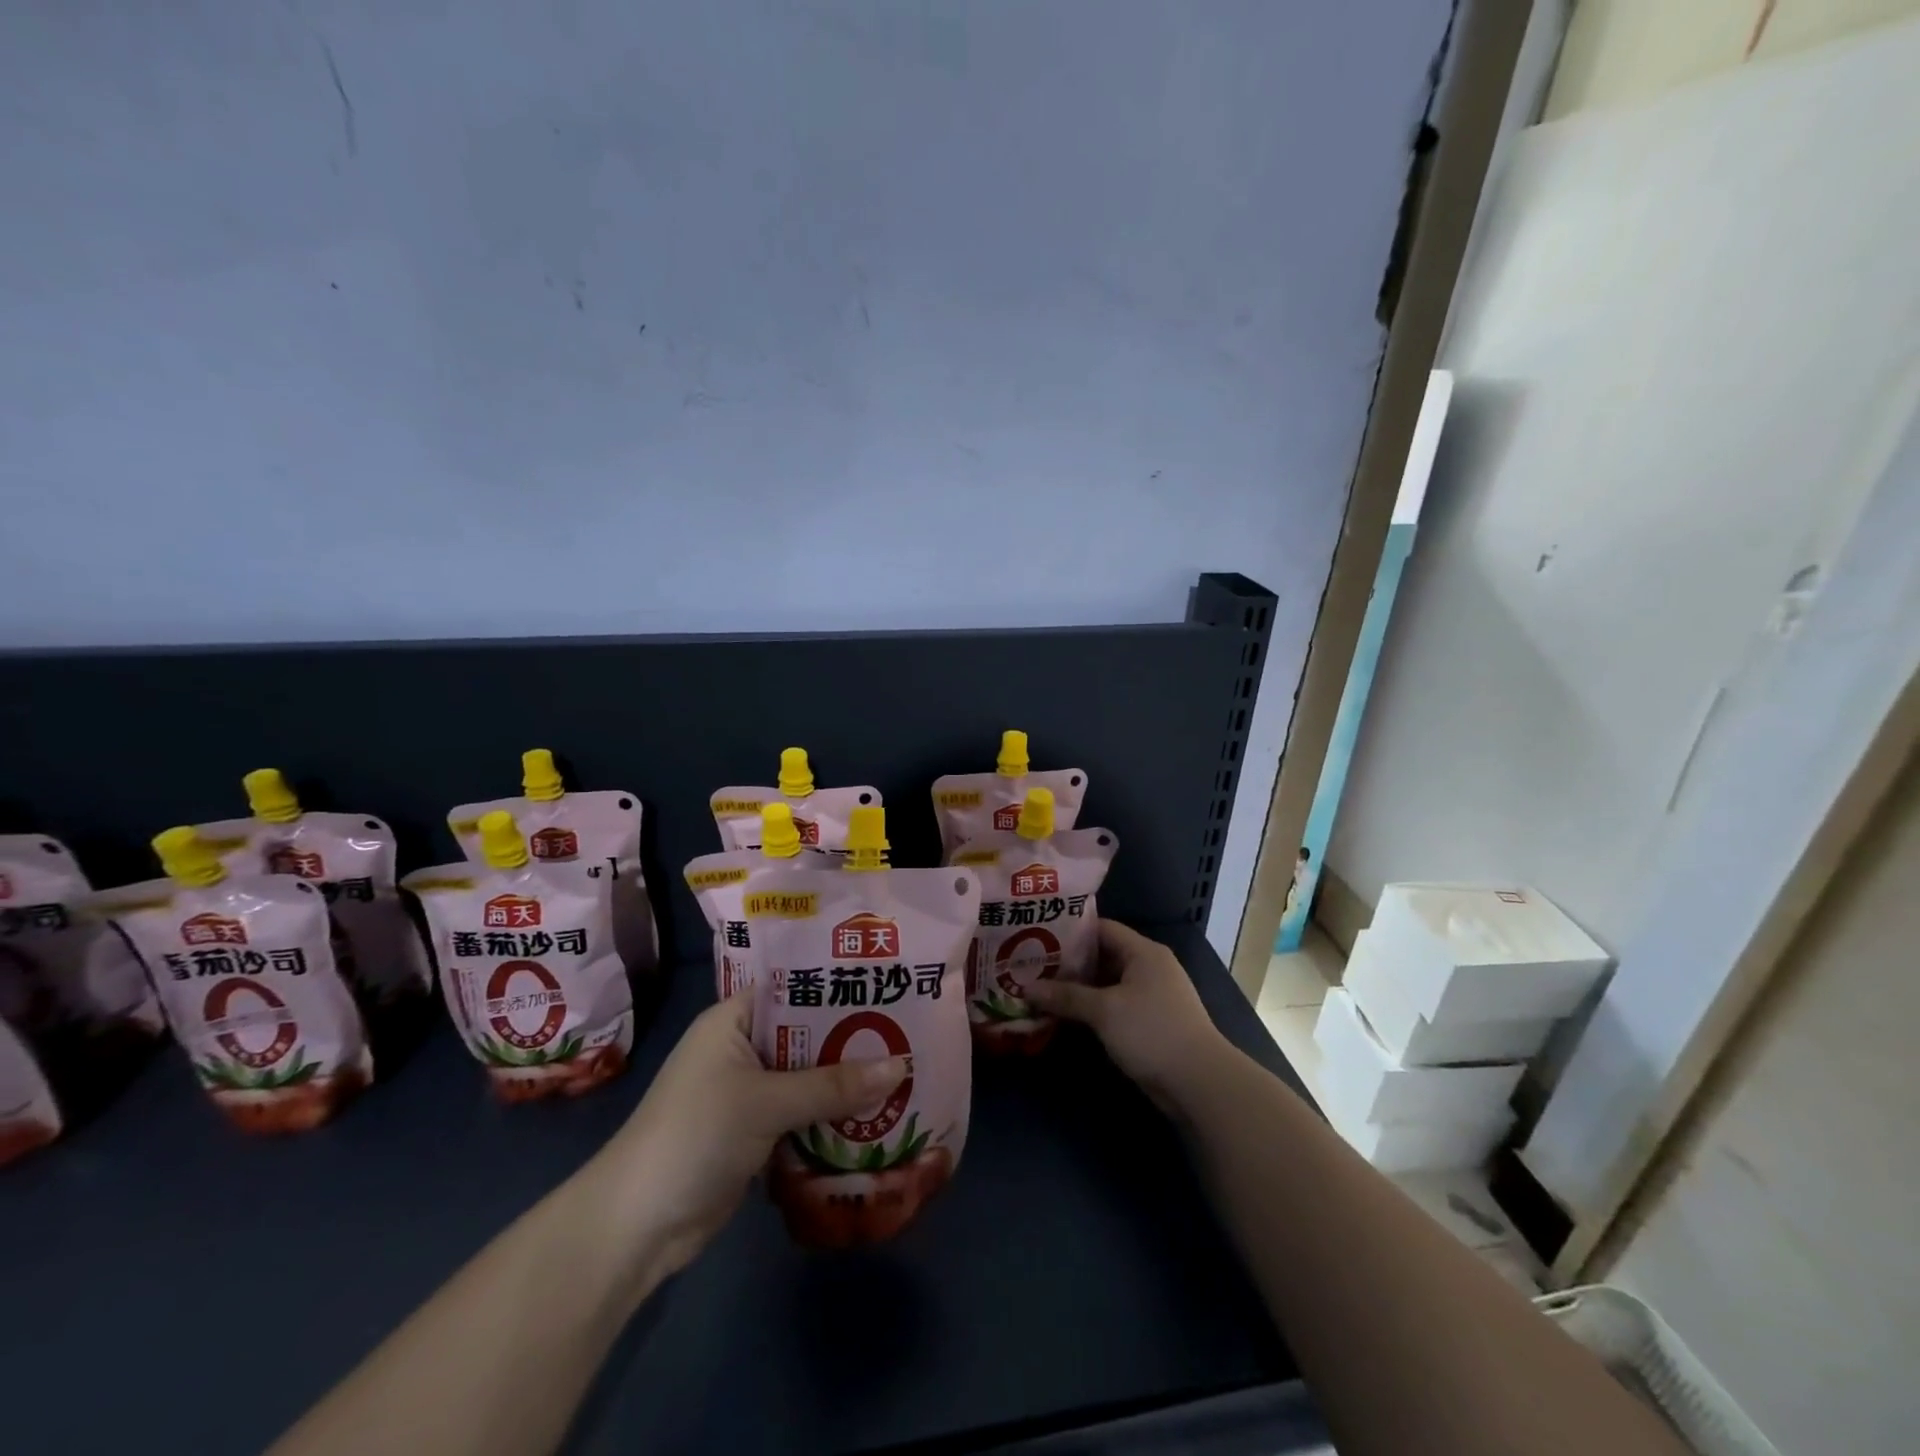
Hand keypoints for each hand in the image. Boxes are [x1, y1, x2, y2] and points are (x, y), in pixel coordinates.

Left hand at [577, 996, 906, 1284]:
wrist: (636, 1227)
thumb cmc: (695, 1135)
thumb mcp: (766, 1102)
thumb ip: (833, 1085)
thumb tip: (902, 1066)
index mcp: (734, 1020)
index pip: (793, 985)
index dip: (837, 982)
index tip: (887, 981)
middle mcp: (743, 1048)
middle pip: (807, 1034)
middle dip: (853, 1037)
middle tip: (911, 1028)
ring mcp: (749, 1093)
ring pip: (809, 1077)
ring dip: (847, 1081)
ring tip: (906, 1070)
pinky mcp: (756, 1133)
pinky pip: (804, 1114)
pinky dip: (833, 1117)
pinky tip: (878, 1116)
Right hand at [1025, 919, 1226, 1106]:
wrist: (1200, 1083)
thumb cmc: (1151, 1032)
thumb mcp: (1104, 1011)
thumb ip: (1066, 996)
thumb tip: (1026, 988)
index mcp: (1143, 952)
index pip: (1101, 928)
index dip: (1069, 931)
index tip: (1037, 937)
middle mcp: (1149, 967)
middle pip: (1103, 955)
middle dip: (1069, 963)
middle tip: (1032, 966)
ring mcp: (1152, 995)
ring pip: (1107, 983)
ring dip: (1079, 989)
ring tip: (1042, 989)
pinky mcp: (1151, 1021)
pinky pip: (1115, 1004)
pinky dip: (1093, 1008)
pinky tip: (1066, 1015)